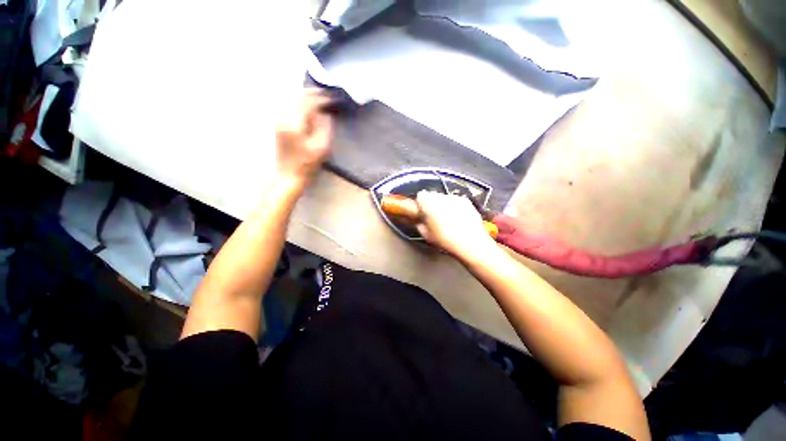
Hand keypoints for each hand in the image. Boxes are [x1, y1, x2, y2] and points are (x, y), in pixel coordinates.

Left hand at [275, 89, 333, 186]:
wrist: (288, 174)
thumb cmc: (307, 164)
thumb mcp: (321, 147)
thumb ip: (324, 127)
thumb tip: (324, 114)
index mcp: (294, 123)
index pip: (308, 102)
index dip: (321, 98)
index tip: (332, 98)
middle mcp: (283, 117)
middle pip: (297, 96)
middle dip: (312, 93)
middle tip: (325, 94)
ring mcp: (278, 119)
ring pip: (291, 99)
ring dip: (304, 96)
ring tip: (317, 97)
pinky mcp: (277, 124)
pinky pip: (287, 105)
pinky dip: (298, 102)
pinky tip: (305, 105)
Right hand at [415, 191, 496, 257]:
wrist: (471, 243)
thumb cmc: (446, 240)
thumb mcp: (427, 236)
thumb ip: (420, 225)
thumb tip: (420, 222)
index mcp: (429, 202)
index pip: (420, 196)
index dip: (420, 204)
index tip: (422, 213)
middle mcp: (442, 197)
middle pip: (433, 195)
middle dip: (432, 204)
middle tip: (434, 218)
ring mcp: (456, 198)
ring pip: (445, 198)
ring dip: (444, 206)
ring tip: (447, 220)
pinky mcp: (467, 202)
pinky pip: (457, 202)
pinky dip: (455, 208)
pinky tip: (458, 220)